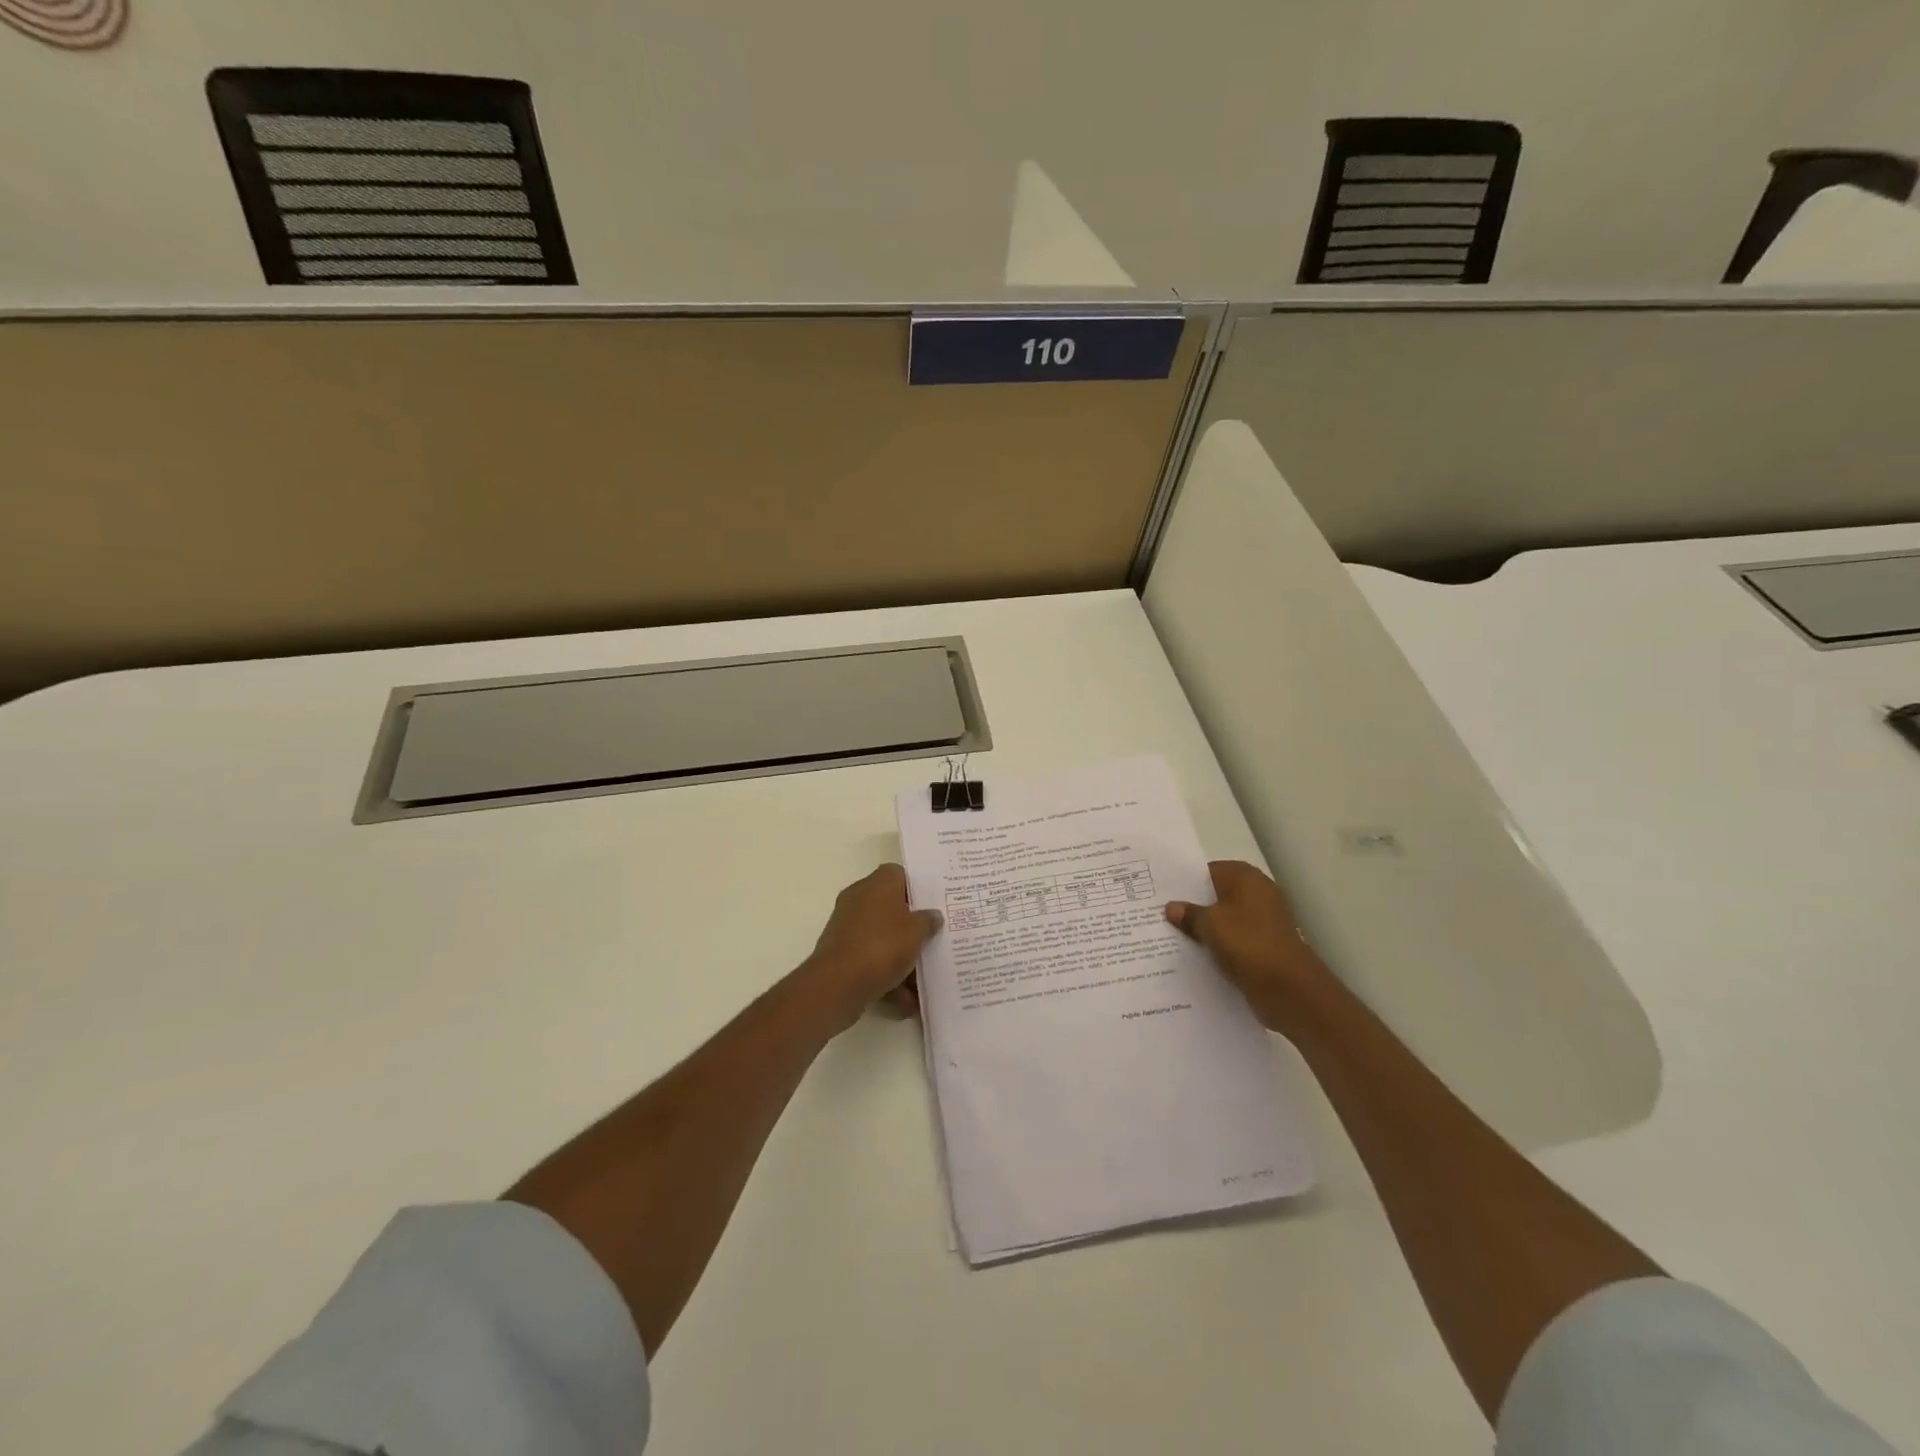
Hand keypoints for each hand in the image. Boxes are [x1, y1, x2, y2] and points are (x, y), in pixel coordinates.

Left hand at [806, 864, 942, 1030]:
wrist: (837, 985)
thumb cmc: (882, 947)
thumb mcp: (917, 931)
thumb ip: (928, 921)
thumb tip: (933, 915)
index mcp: (877, 884)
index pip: (900, 874)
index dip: (919, 888)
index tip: (936, 904)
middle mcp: (859, 900)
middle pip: (892, 908)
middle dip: (913, 926)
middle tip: (936, 936)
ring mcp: (848, 928)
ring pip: (883, 938)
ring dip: (902, 957)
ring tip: (926, 977)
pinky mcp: (842, 955)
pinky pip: (872, 961)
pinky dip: (888, 976)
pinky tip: (908, 1000)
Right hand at [1166, 860, 1336, 1036]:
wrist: (1290, 989)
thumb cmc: (1248, 944)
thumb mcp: (1210, 925)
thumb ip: (1189, 914)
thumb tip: (1172, 907)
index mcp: (1246, 878)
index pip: (1208, 871)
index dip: (1185, 881)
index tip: (1160, 892)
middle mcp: (1257, 893)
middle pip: (1216, 895)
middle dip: (1192, 905)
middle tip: (1159, 913)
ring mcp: (1263, 921)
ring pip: (1224, 919)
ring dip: (1204, 928)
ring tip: (1171, 935)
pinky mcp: (1264, 946)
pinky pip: (1234, 939)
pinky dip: (1218, 945)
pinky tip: (1195, 955)